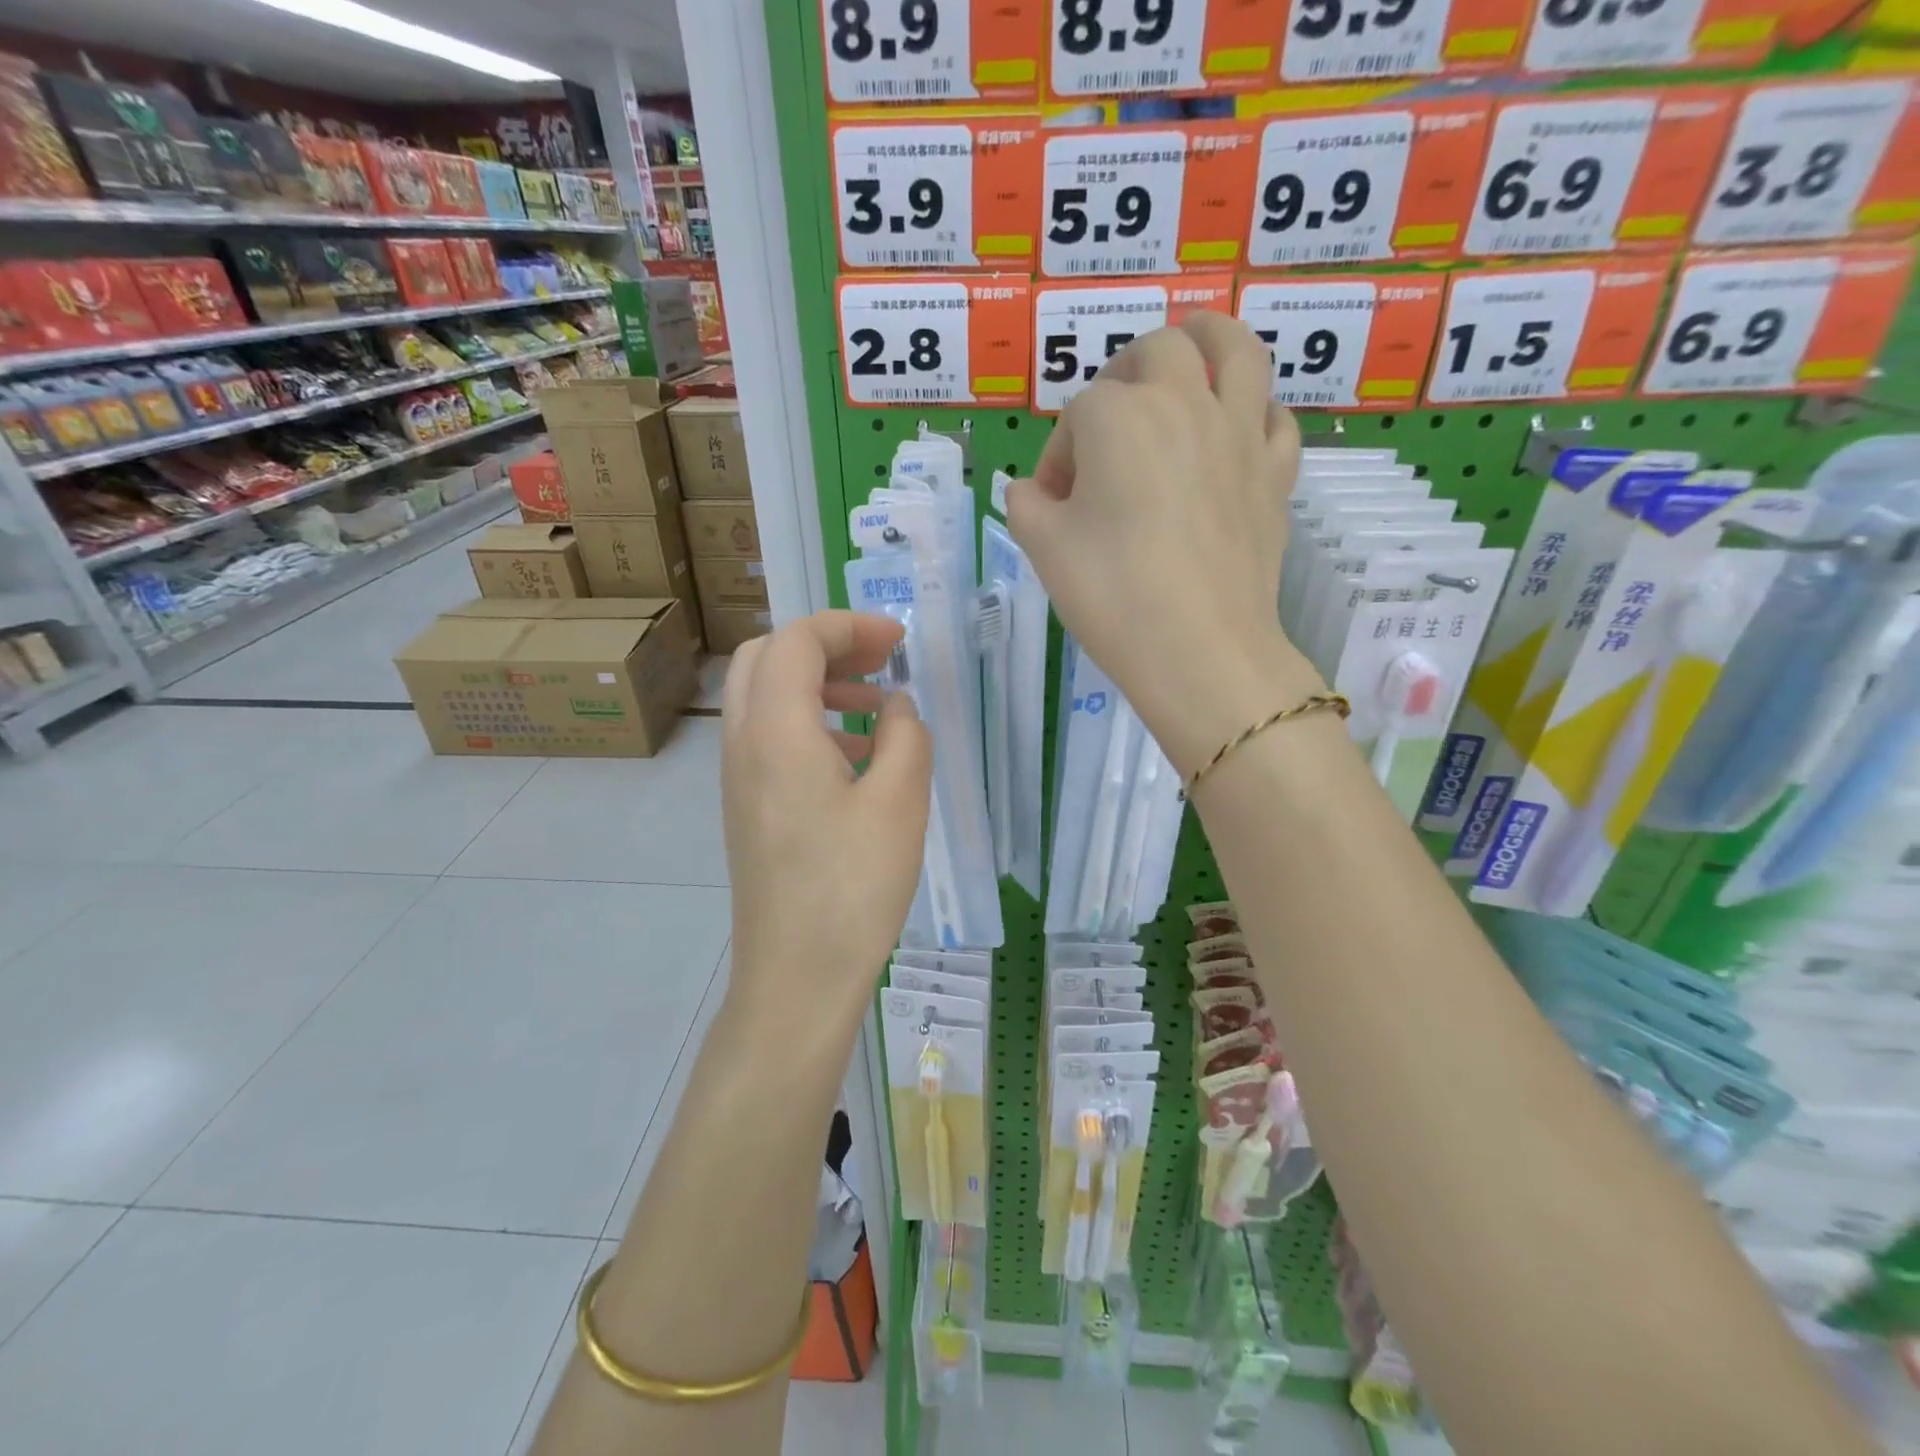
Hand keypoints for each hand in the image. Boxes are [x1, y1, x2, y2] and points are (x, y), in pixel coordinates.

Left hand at [720, 611, 931, 1031]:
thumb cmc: (852, 888)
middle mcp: (743, 743)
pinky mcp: (746, 807)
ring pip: (764, 697)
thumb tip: (895, 707)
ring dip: (816, 683)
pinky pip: (768, 737)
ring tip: (876, 706)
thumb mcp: (900, 803)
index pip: (797, 641)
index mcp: (776, 731)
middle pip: (766, 657)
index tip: (898, 641)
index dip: (848, 626)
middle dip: (825, 645)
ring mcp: (737, 778)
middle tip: (879, 660)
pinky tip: (856, 757)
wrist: (796, 977)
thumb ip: (905, 736)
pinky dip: (808, 722)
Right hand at [1006, 314, 1320, 777]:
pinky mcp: (1275, 473)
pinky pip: (1275, 418)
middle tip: (1110, 420)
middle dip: (1124, 375)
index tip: (1052, 504)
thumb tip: (1032, 491)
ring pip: (1237, 350)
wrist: (1199, 650)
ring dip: (1210, 339)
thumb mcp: (1043, 549)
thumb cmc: (1112, 596)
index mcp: (1118, 418)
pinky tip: (1239, 431)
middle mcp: (1184, 404)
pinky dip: (1256, 411)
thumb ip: (1025, 505)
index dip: (1058, 456)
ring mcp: (1240, 434)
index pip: (1077, 416)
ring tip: (1194, 346)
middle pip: (1157, 352)